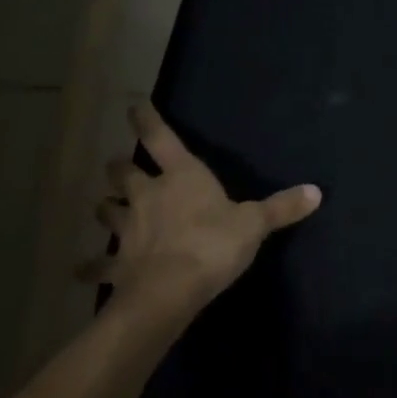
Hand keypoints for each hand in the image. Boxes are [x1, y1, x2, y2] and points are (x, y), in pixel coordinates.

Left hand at [89, 101, 320, 311]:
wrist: (170, 291)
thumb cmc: (212, 244)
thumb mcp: (254, 223)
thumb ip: (282, 207)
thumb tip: (317, 191)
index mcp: (181, 176)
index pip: (159, 137)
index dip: (146, 120)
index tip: (134, 105)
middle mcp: (148, 195)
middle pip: (123, 172)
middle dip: (120, 167)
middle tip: (119, 166)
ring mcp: (129, 229)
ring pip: (107, 210)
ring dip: (105, 206)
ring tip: (103, 205)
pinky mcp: (118, 263)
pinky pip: (99, 263)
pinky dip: (90, 265)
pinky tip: (79, 270)